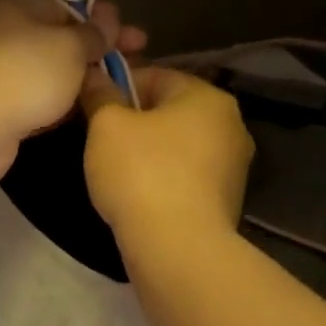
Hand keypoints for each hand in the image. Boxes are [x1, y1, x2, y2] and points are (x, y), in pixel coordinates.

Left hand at [0, 0, 145, 186]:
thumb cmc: (23, 73)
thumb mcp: (69, 46)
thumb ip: (92, 34)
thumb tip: (108, 18)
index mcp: (16, 8)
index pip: (65, 6)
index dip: (101, 20)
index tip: (133, 37)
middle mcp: (4, 36)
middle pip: (59, 40)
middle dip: (97, 50)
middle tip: (136, 61)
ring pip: (51, 73)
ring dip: (82, 79)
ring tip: (119, 88)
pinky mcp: (0, 109)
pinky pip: (39, 100)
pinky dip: (62, 102)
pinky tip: (88, 110)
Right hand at [81, 66, 252, 252]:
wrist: (178, 249)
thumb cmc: (142, 173)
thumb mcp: (107, 126)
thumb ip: (101, 95)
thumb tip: (94, 76)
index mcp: (208, 97)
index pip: (154, 75)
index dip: (117, 87)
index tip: (92, 109)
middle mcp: (231, 125)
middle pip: (169, 111)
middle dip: (133, 122)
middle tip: (100, 142)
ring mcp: (233, 167)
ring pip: (177, 147)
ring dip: (148, 153)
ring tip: (116, 174)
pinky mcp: (225, 202)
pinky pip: (185, 178)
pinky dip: (162, 181)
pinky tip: (139, 197)